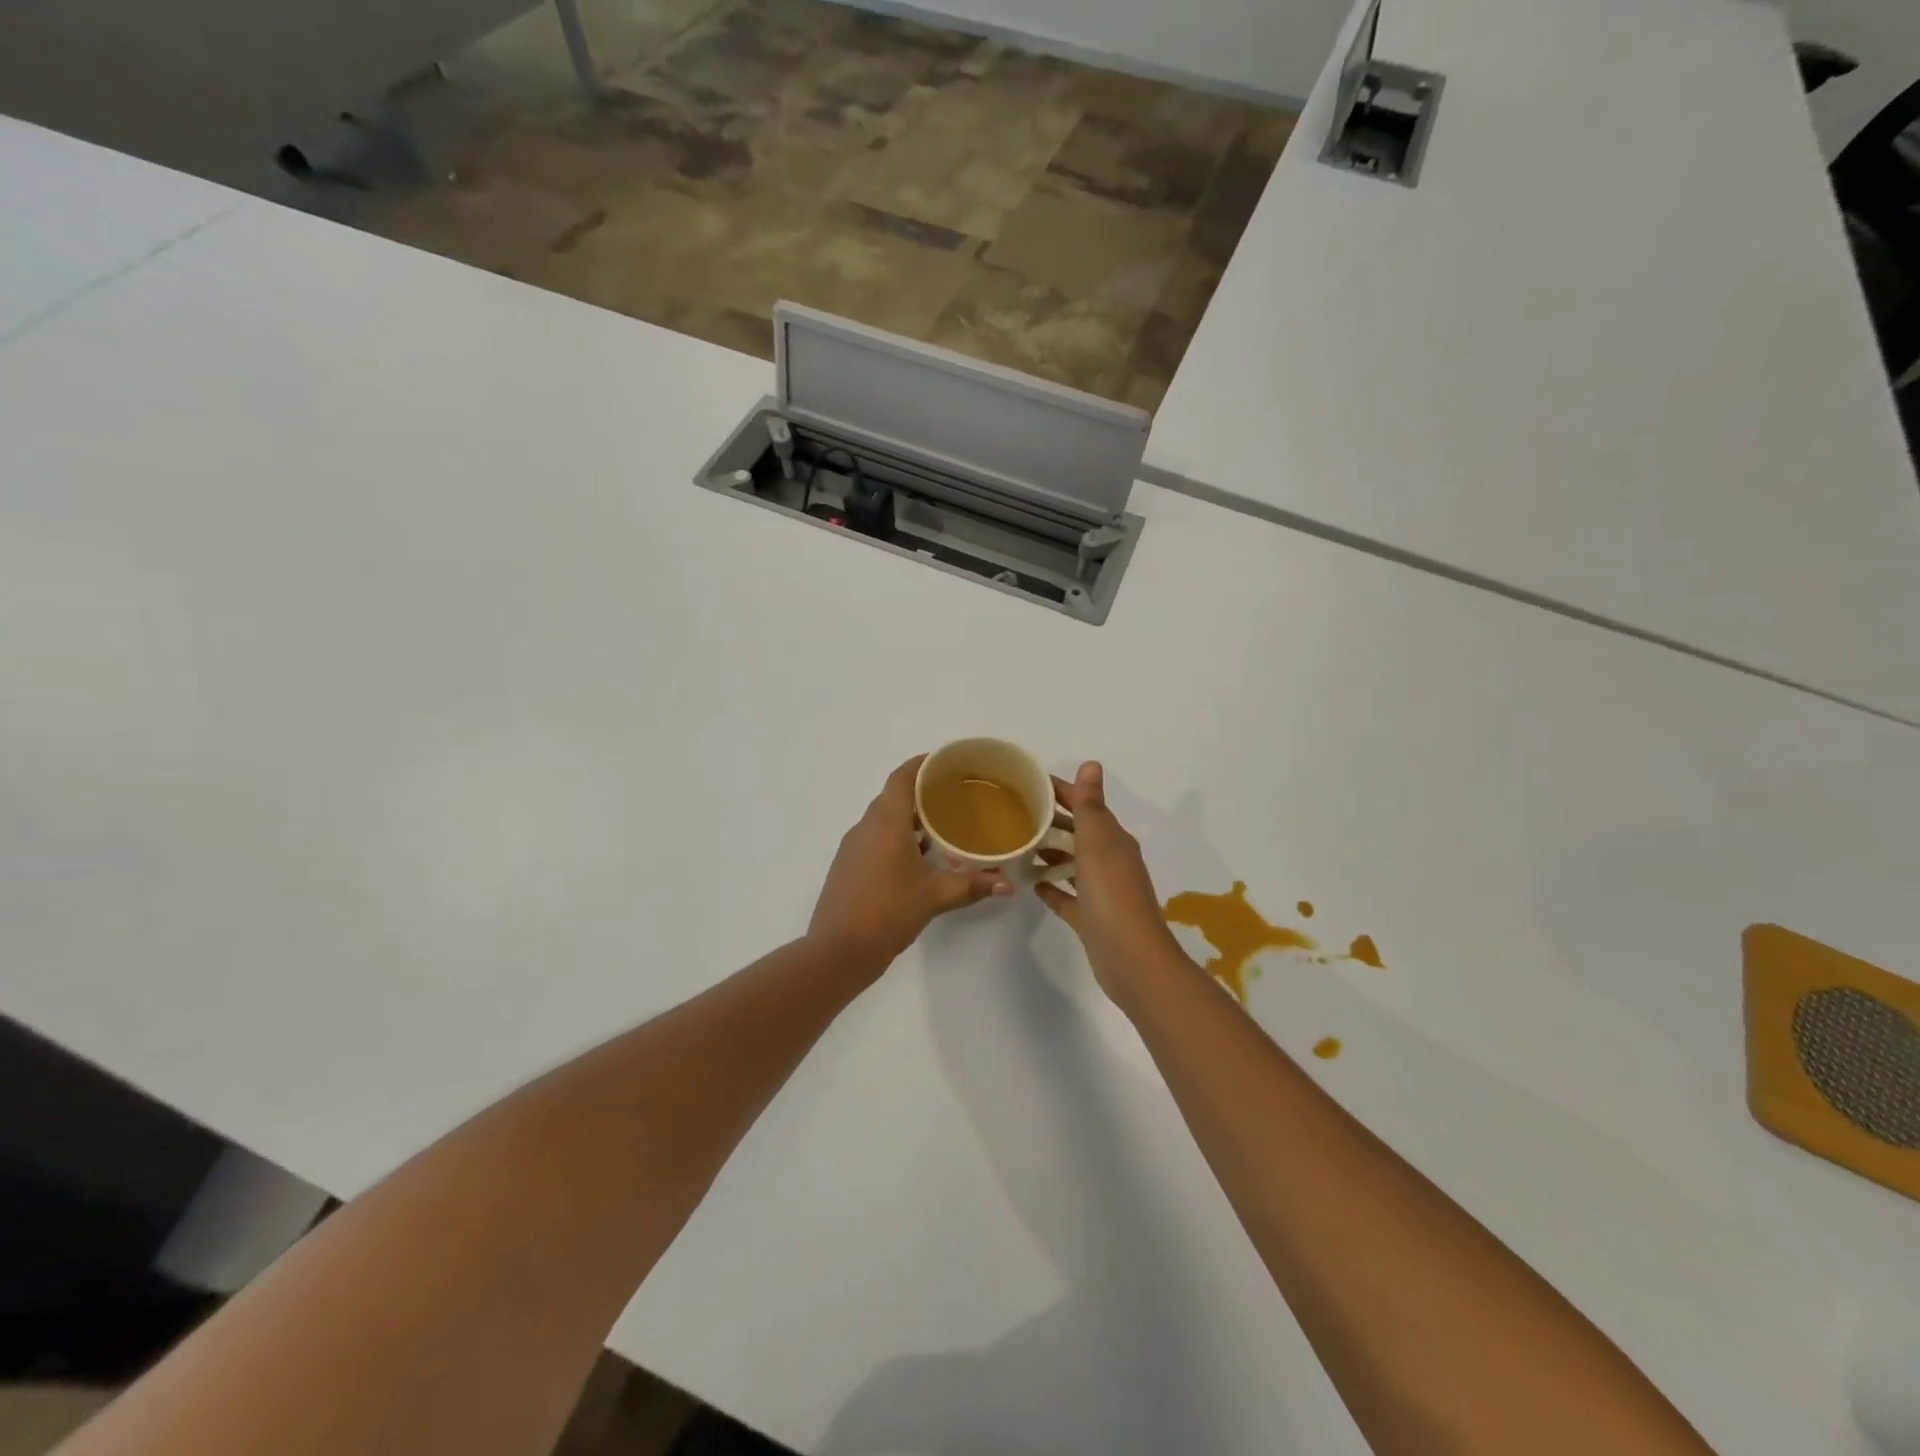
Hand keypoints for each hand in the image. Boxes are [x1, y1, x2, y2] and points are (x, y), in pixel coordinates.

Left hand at [809, 756, 1013, 967]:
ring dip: (909, 817)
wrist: (837, 952)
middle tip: (955, 794)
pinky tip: (919, 857)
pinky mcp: (848, 866)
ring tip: (942, 825)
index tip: (946, 762)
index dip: (922, 764)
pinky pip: (875, 838)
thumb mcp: (934, 897)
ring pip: (884, 819)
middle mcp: (865, 827)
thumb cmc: (887, 913)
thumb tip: (1007, 884)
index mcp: (885, 823)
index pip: (902, 777)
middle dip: (922, 791)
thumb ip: (972, 885)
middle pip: (893, 795)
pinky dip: (897, 836)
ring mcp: (853, 847)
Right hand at [1036, 762, 1188, 1002]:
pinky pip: (1067, 896)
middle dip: (1049, 821)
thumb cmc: (1112, 895)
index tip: (1025, 783)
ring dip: (1049, 852)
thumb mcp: (1098, 843)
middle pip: (1076, 832)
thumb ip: (1090, 805)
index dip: (1059, 791)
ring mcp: (1101, 891)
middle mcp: (1110, 861)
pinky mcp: (1091, 918)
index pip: (1084, 805)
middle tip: (1010, 813)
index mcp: (1113, 840)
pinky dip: (1051, 887)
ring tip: (1015, 844)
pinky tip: (1030, 883)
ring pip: (1071, 863)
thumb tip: (1092, 764)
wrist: (1132, 960)